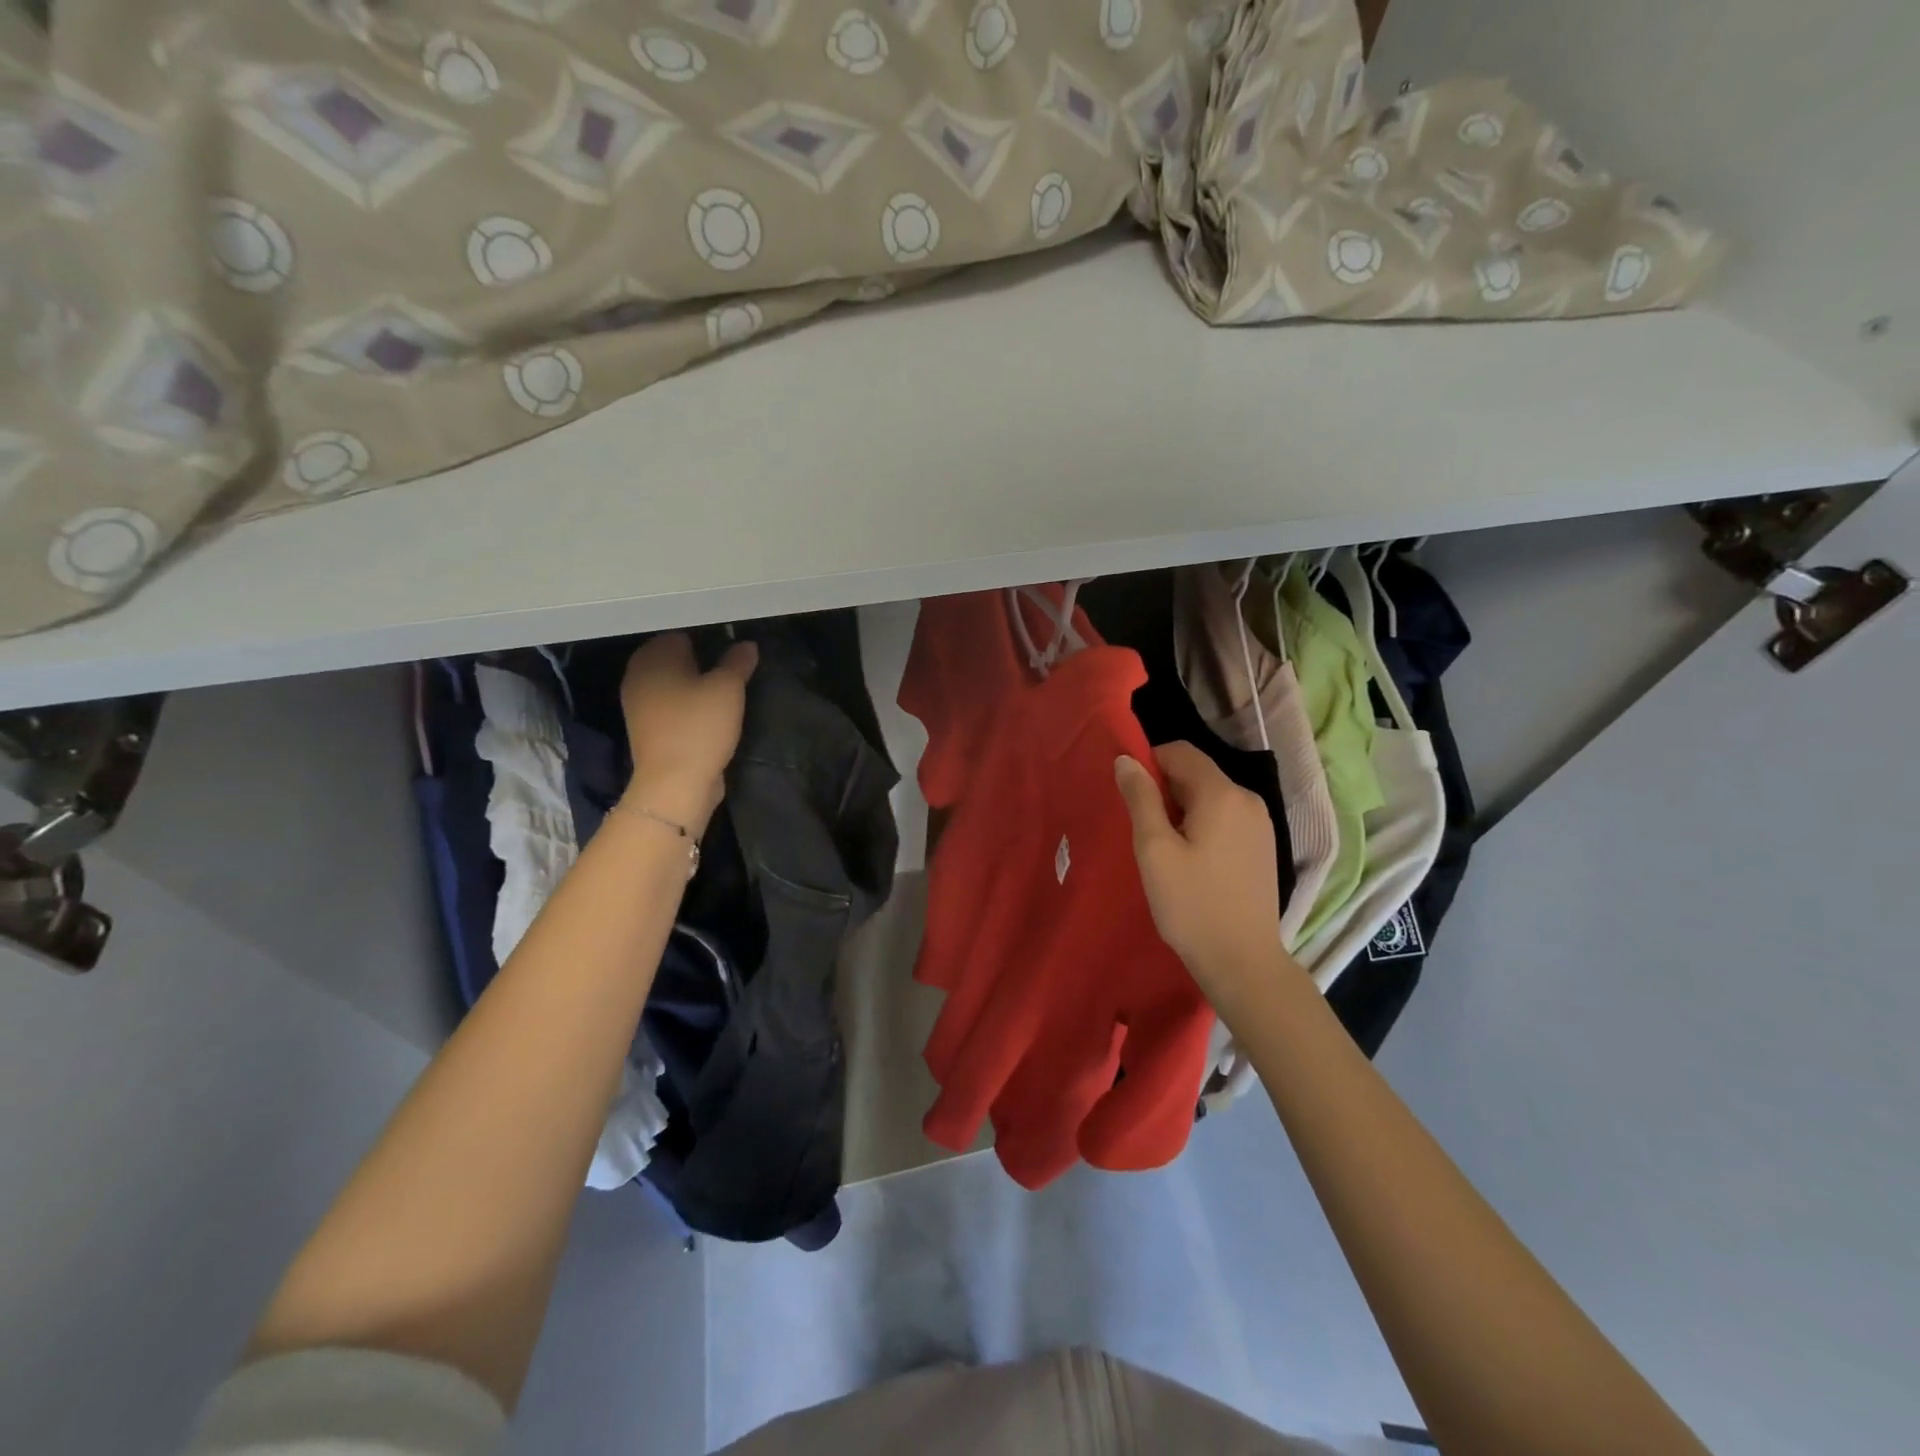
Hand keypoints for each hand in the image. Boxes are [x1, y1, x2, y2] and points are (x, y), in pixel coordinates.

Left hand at [619, 633, 757, 829]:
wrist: (674, 783)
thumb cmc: (699, 726)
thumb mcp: (728, 689)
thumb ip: (737, 662)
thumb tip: (746, 644)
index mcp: (654, 656)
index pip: (681, 633)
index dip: (708, 638)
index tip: (733, 650)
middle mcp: (639, 674)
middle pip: (673, 657)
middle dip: (700, 660)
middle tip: (732, 669)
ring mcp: (638, 703)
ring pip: (671, 682)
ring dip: (694, 684)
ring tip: (725, 690)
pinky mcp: (647, 728)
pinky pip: (670, 704)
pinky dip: (686, 704)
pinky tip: (709, 712)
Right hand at [1116, 742, 1287, 1000]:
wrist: (1242, 961)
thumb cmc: (1192, 904)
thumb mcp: (1154, 849)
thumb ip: (1140, 798)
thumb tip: (1126, 760)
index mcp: (1222, 793)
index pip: (1180, 752)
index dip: (1149, 763)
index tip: (1129, 795)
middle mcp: (1248, 799)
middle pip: (1197, 773)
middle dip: (1165, 790)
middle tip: (1143, 830)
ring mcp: (1261, 823)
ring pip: (1210, 796)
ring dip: (1182, 809)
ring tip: (1164, 849)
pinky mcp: (1262, 846)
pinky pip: (1225, 817)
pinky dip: (1201, 825)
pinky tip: (1191, 861)